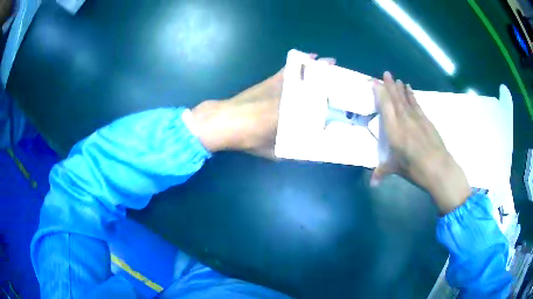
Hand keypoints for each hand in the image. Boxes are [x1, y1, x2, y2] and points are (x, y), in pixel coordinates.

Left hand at [191, 54, 334, 158]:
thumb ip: (294, 152)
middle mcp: (292, 97)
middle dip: (331, 82)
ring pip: (305, 75)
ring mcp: (282, 85)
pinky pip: (289, 69)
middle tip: (344, 81)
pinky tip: (310, 57)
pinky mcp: (273, 80)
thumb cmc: (248, 138)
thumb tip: (312, 156)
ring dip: (319, 69)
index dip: (333, 104)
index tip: (345, 101)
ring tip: (331, 64)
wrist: (224, 122)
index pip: (319, 108)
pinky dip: (301, 62)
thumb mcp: (273, 151)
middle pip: (317, 87)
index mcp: (294, 115)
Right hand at [370, 72, 470, 214]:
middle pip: (395, 99)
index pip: (385, 106)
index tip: (375, 82)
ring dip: (400, 88)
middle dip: (390, 85)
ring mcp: (417, 118)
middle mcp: (404, 120)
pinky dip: (412, 95)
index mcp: (394, 130)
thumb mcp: (396, 170)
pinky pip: (416, 104)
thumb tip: (372, 184)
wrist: (439, 168)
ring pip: (406, 99)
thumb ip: (382, 172)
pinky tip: (410, 90)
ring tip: (397, 79)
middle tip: (385, 73)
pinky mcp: (426, 120)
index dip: (380, 93)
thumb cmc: (415, 169)